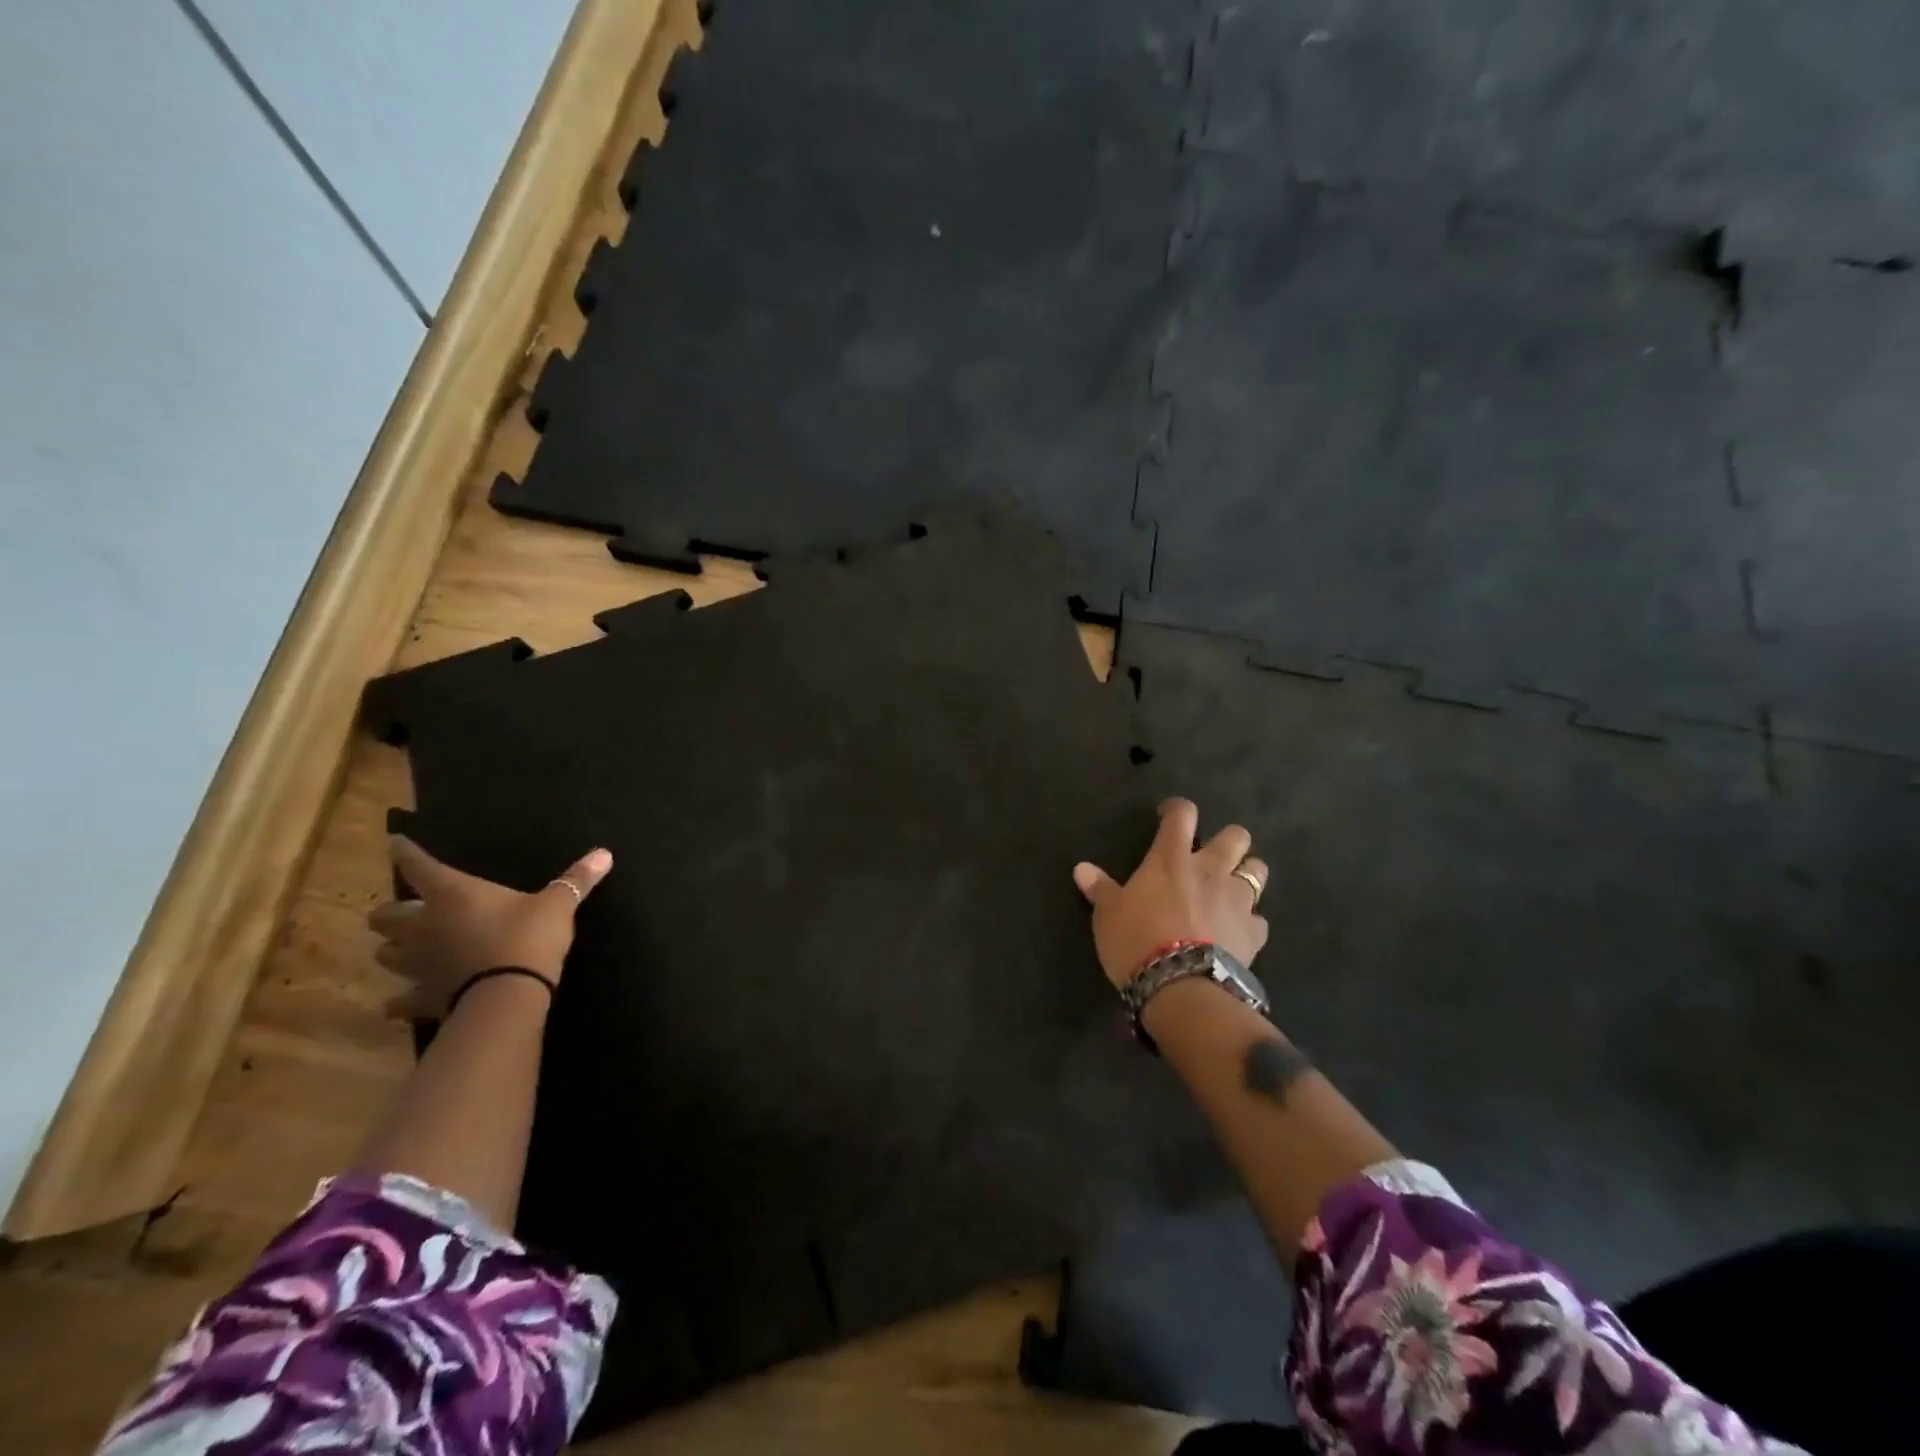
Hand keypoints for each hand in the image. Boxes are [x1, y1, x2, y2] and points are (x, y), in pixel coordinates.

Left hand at [369, 837, 613, 1017]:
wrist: (508, 996)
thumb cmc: (527, 938)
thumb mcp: (557, 905)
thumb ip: (576, 880)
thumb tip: (604, 853)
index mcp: (451, 894)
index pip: (418, 866)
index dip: (406, 853)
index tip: (396, 843)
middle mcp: (424, 926)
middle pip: (384, 915)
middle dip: (390, 912)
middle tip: (406, 910)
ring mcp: (418, 964)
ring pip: (385, 954)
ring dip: (393, 949)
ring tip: (404, 948)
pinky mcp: (423, 997)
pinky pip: (401, 1001)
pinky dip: (398, 1001)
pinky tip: (396, 1004)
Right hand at [1072, 798, 1268, 988]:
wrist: (1181, 987)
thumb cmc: (1137, 941)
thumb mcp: (1108, 915)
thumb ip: (1100, 888)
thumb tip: (1081, 869)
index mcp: (1171, 858)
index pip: (1182, 814)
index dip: (1177, 809)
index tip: (1168, 816)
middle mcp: (1211, 870)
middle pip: (1236, 836)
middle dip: (1228, 840)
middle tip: (1211, 856)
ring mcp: (1237, 900)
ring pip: (1258, 870)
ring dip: (1247, 873)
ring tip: (1231, 888)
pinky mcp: (1254, 932)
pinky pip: (1259, 919)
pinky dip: (1249, 921)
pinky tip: (1237, 932)